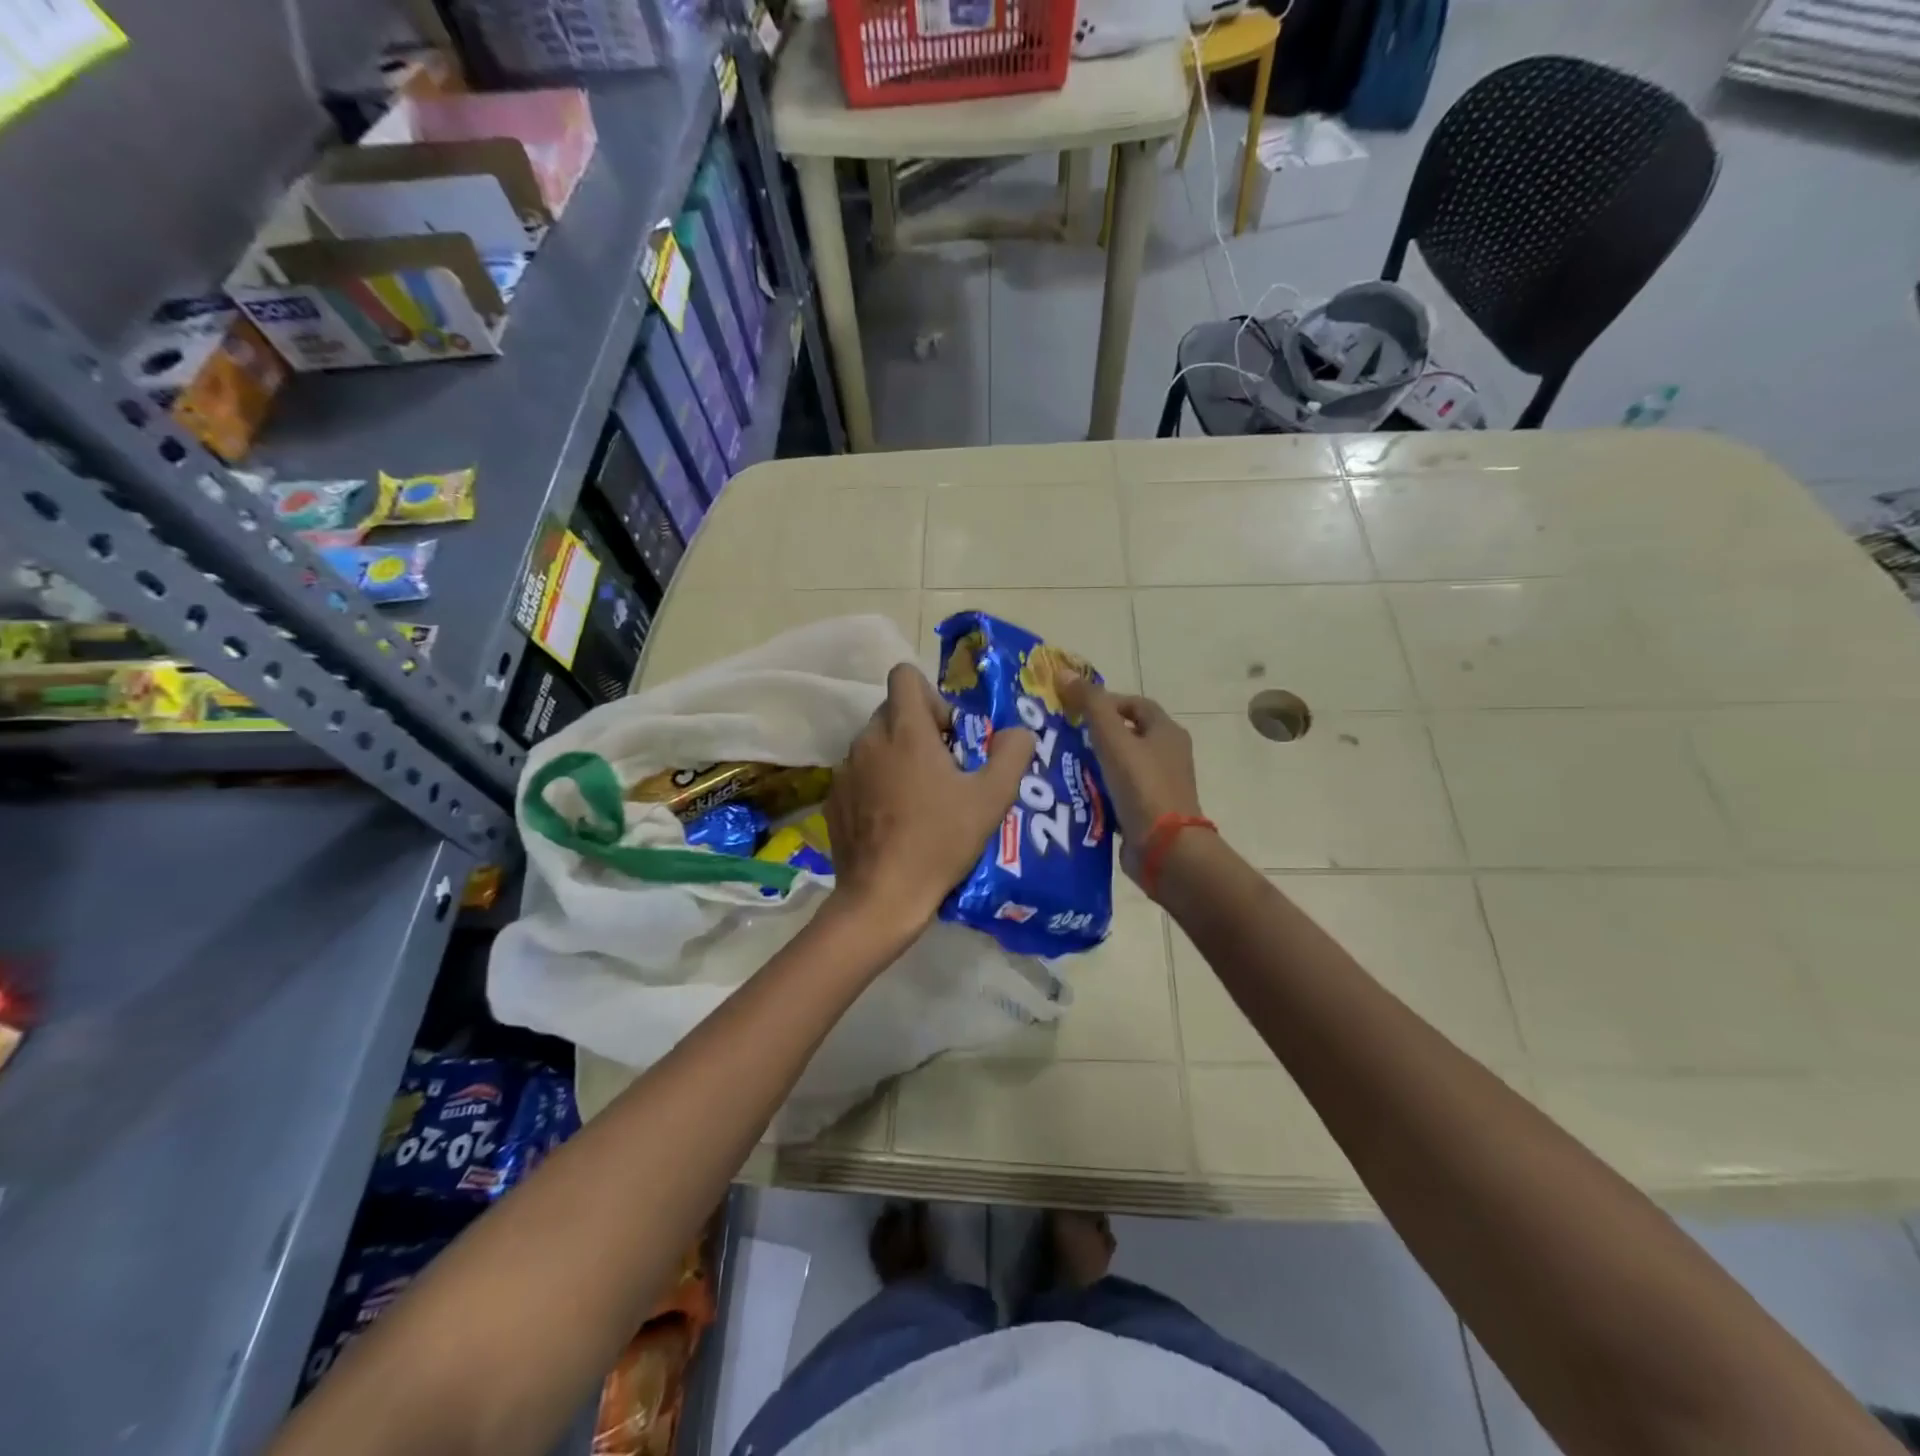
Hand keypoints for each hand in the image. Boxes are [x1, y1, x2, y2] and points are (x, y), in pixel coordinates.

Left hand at [825, 664, 1033, 933]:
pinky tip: (893, 822)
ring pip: (875, 744)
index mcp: (905, 730)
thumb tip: (1019, 731)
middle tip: (944, 770)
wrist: (882, 896)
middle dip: (919, 730)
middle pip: (893, 711)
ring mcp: (845, 771)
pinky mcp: (833, 799)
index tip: (949, 734)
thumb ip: (1012, 754)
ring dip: (897, 758)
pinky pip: (859, 775)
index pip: (905, 676)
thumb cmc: (940, 841)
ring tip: (919, 799)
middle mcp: (868, 740)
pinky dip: (876, 785)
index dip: (932, 695)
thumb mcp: (991, 799)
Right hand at [1060, 674, 1202, 873]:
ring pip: (1120, 765)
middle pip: (1127, 734)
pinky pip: (1119, 793)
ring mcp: (1159, 786)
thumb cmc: (1142, 786)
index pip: (1135, 704)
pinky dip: (1099, 791)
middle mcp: (1168, 755)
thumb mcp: (1113, 739)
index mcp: (1167, 732)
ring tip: (1062, 766)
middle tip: (1063, 738)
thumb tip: (1064, 673)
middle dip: (1095, 734)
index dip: (1106, 701)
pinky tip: (1075, 794)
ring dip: (1094, 764)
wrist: (1165, 848)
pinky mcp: (1148, 812)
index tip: (1076, 711)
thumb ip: (1091, 705)